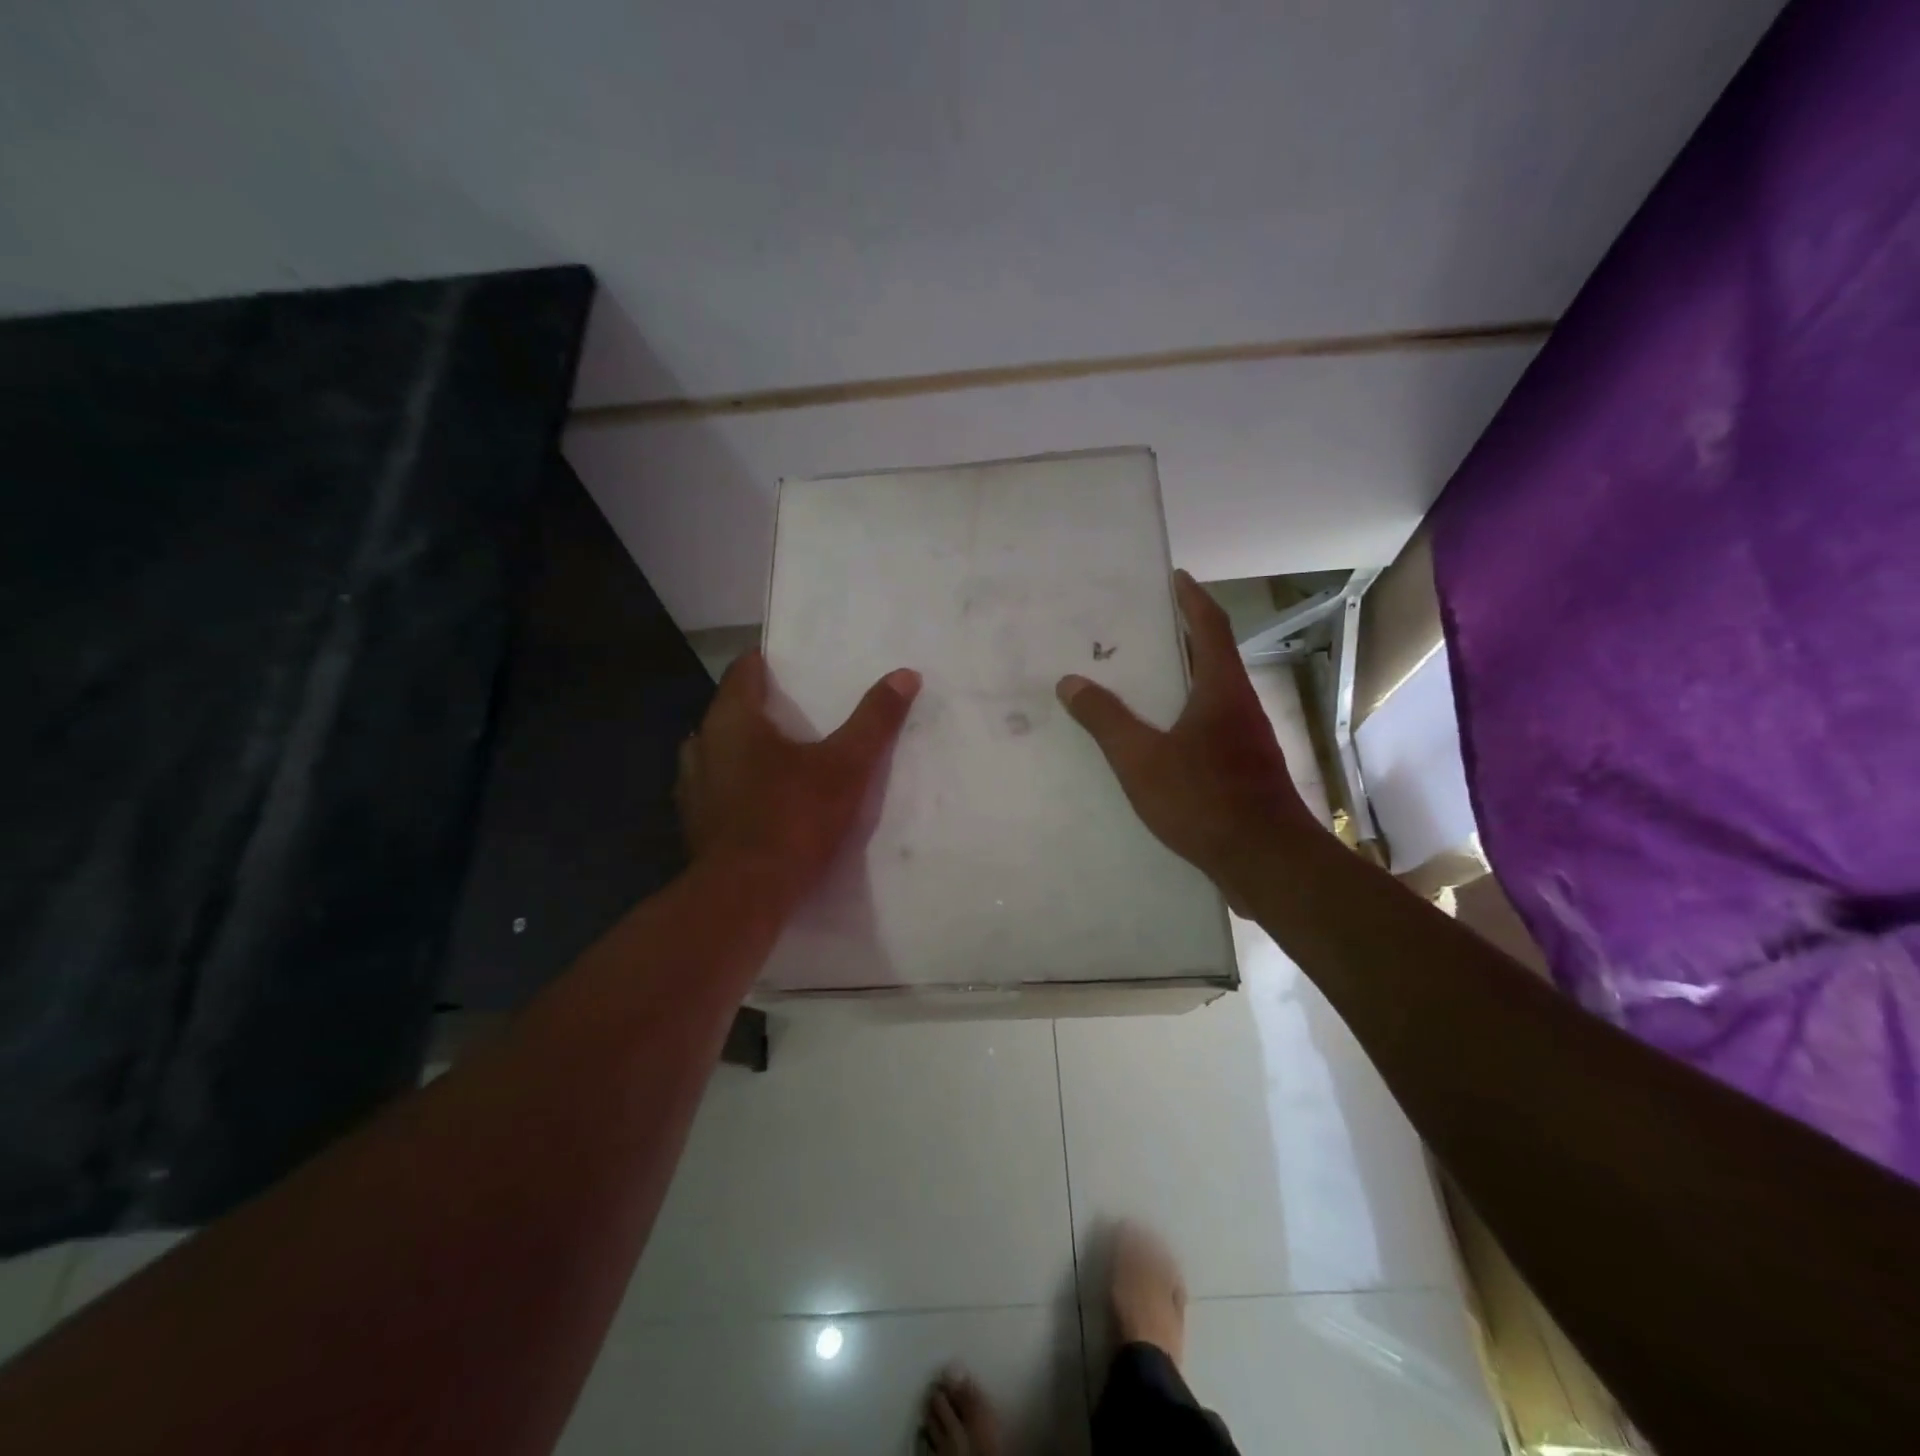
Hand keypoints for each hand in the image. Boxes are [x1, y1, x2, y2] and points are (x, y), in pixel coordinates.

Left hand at [677, 650, 920, 901]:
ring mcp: (692, 786)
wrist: (745, 895)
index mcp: (733, 719)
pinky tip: (764, 799)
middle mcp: (701, 743)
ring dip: (746, 749)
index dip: (768, 663)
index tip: (794, 666)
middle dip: (762, 708)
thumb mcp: (847, 766)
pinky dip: (738, 784)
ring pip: (720, 751)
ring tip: (784, 755)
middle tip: (802, 712)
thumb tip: (905, 674)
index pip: (744, 670)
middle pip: (732, 710)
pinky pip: (717, 787)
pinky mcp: (694, 822)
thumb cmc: (794, 818)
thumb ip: (875, 719)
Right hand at [1056, 571, 1318, 888]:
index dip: (1191, 598)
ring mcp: (1244, 741)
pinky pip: (1205, 730)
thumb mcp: (1142, 758)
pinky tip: (1153, 740)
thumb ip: (1105, 720)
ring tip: (1136, 681)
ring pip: (1207, 697)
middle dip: (1177, 639)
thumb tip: (1070, 682)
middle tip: (1137, 629)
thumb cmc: (1205, 799)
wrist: (1266, 861)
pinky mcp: (1242, 771)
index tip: (1174, 577)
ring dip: (1178, 682)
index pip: (1209, 627)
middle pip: (1209, 658)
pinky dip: (1180, 720)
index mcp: (1221, 689)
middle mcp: (1238, 706)